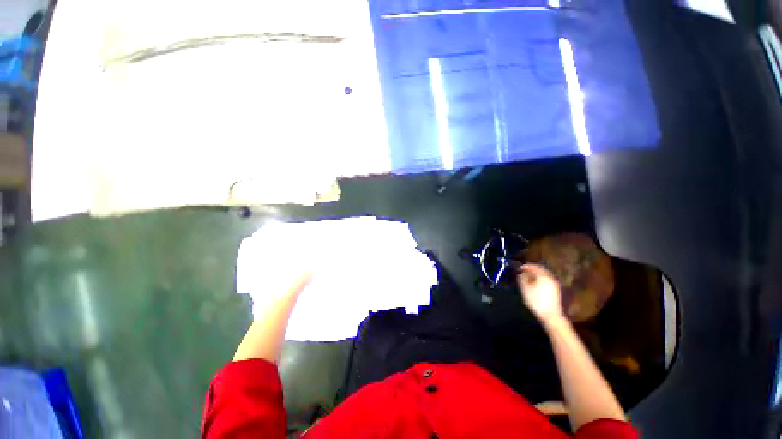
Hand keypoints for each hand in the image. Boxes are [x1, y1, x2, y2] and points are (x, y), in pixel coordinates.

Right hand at [517, 263, 564, 324]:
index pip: (533, 267)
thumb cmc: (536, 301)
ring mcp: (554, 283)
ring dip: (536, 273)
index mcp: (542, 276)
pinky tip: (536, 283)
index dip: (525, 266)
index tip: (519, 268)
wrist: (551, 315)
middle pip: (540, 269)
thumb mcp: (525, 289)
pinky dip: (540, 278)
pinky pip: (547, 279)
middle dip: (531, 269)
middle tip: (523, 271)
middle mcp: (550, 278)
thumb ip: (522, 279)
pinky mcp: (556, 289)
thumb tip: (521, 273)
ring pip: (544, 274)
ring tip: (528, 276)